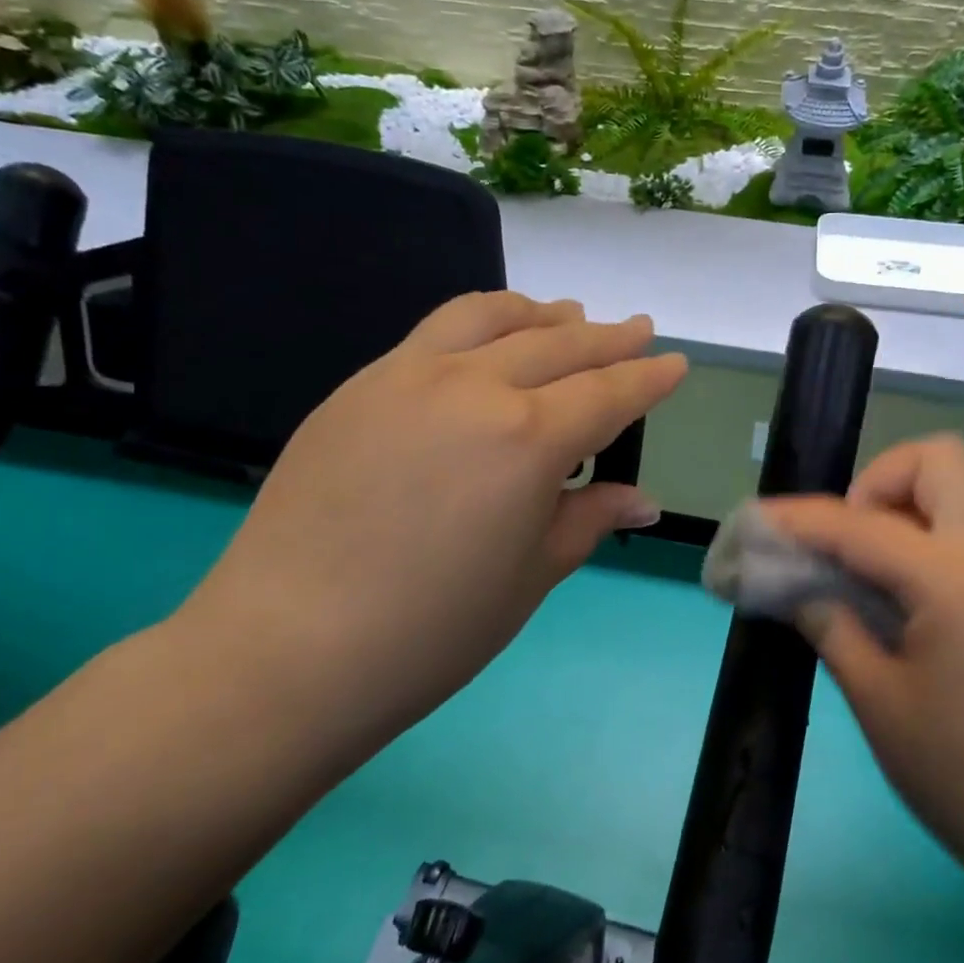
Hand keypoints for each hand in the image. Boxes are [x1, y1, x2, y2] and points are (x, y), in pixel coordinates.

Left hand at [177, 292, 685, 744]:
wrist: (289, 648)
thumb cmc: (433, 629)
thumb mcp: (532, 575)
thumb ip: (588, 518)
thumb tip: (640, 498)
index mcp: (528, 437)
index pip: (607, 393)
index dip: (648, 378)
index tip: (674, 363)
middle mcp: (473, 386)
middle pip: (557, 344)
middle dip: (607, 338)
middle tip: (637, 331)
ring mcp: (407, 375)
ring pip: (490, 317)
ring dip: (540, 315)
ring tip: (566, 318)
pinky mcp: (359, 386)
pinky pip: (435, 333)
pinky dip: (480, 325)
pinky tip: (486, 346)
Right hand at [763, 435, 963, 912]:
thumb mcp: (878, 701)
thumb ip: (831, 626)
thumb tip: (796, 587)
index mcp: (952, 580)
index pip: (859, 524)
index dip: (799, 520)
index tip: (755, 524)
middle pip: (938, 460)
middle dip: (876, 482)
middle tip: (842, 541)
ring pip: (953, 490)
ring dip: (897, 508)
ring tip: (856, 568)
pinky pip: (960, 531)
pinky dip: (916, 538)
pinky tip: (886, 594)